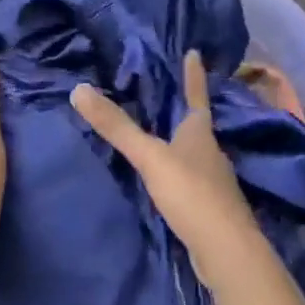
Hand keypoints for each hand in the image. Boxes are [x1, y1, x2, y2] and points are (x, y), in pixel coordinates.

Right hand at [70, 51, 258, 263]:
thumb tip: (78, 89)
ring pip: (194, 153)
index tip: (194, 52)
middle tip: (164, 94)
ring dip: (179, 142)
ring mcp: (214, 182)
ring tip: (160, 134)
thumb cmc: (191, 193)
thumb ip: (116, 127)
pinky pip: (191, 179)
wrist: (227, 252)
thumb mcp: (149, 156)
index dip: (193, 75)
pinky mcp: (209, 208)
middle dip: (182, 110)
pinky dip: (178, 172)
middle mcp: (210, 152)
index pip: (195, 95)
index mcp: (200, 133)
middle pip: (196, 124)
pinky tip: (166, 179)